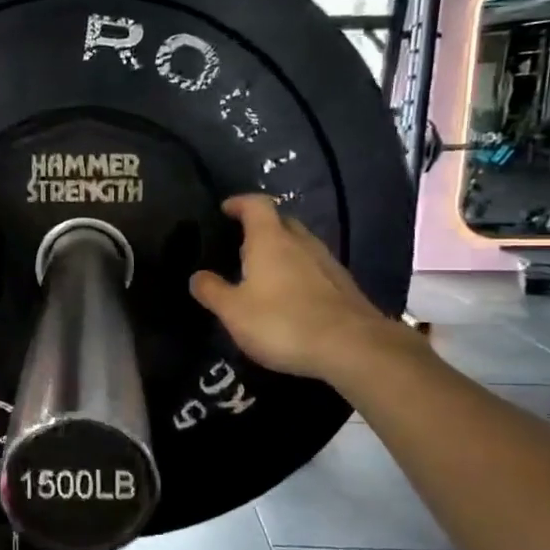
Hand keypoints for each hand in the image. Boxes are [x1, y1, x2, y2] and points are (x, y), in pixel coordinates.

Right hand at [189, 195, 413, 386]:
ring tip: (262, 273)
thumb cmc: (282, 322)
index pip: (256, 204)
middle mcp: (301, 242)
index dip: (239, 203)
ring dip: (281, 251)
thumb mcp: (234, 311)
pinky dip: (298, 272)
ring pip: (299, 245)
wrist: (352, 347)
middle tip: (240, 245)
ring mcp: (327, 262)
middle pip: (281, 221)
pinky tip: (290, 296)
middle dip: (260, 227)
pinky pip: (314, 267)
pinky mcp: (343, 285)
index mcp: (270, 240)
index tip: (225, 210)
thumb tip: (197, 276)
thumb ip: (212, 291)